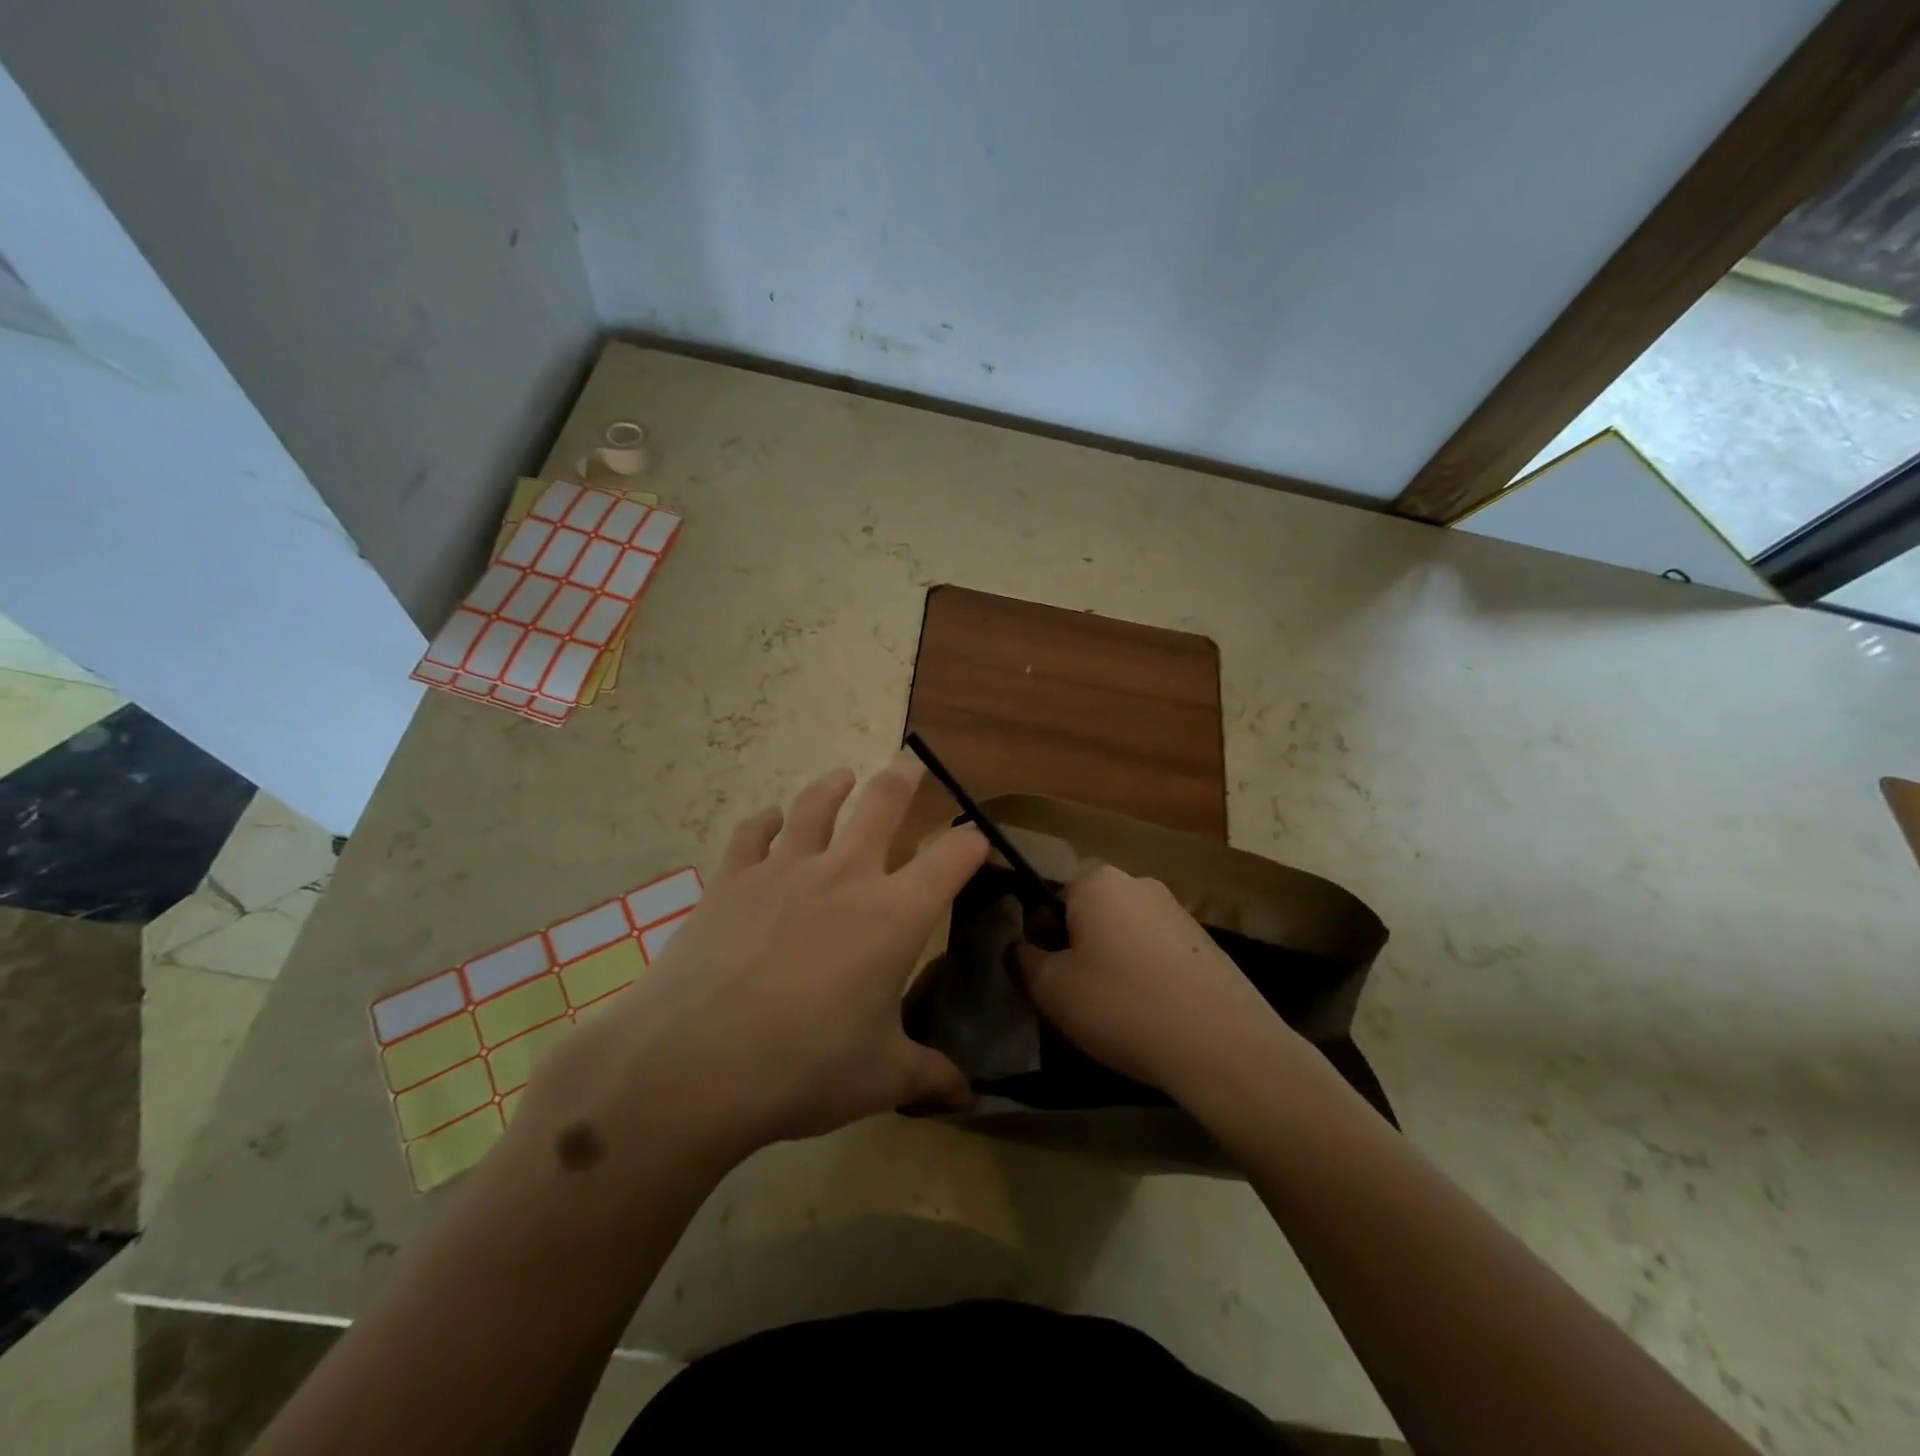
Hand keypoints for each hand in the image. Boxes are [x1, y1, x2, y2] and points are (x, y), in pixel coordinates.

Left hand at [535, 753, 987, 1162]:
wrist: (692, 1065)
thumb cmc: (803, 1068)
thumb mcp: (880, 1079)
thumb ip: (929, 1077)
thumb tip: (968, 1097)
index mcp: (894, 914)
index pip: (952, 858)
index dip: (971, 842)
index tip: (978, 839)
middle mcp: (845, 876)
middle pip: (882, 805)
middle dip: (903, 779)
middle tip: (911, 762)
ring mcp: (783, 871)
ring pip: (814, 807)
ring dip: (832, 787)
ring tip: (841, 776)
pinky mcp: (730, 880)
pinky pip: (751, 834)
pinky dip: (764, 822)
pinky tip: (768, 821)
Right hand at [1016, 865, 1292, 1099]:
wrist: (1221, 1045)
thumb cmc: (1121, 1005)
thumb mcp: (1051, 988)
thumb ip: (1023, 960)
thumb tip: (1021, 947)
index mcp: (1098, 881)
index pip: (1052, 900)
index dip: (1043, 940)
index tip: (1050, 979)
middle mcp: (1139, 883)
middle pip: (1090, 915)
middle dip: (1079, 950)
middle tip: (1079, 999)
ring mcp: (1178, 911)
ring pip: (1125, 935)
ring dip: (1114, 964)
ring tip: (1119, 1014)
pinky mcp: (1207, 944)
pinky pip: (1159, 954)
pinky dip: (1148, 977)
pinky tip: (1155, 1016)